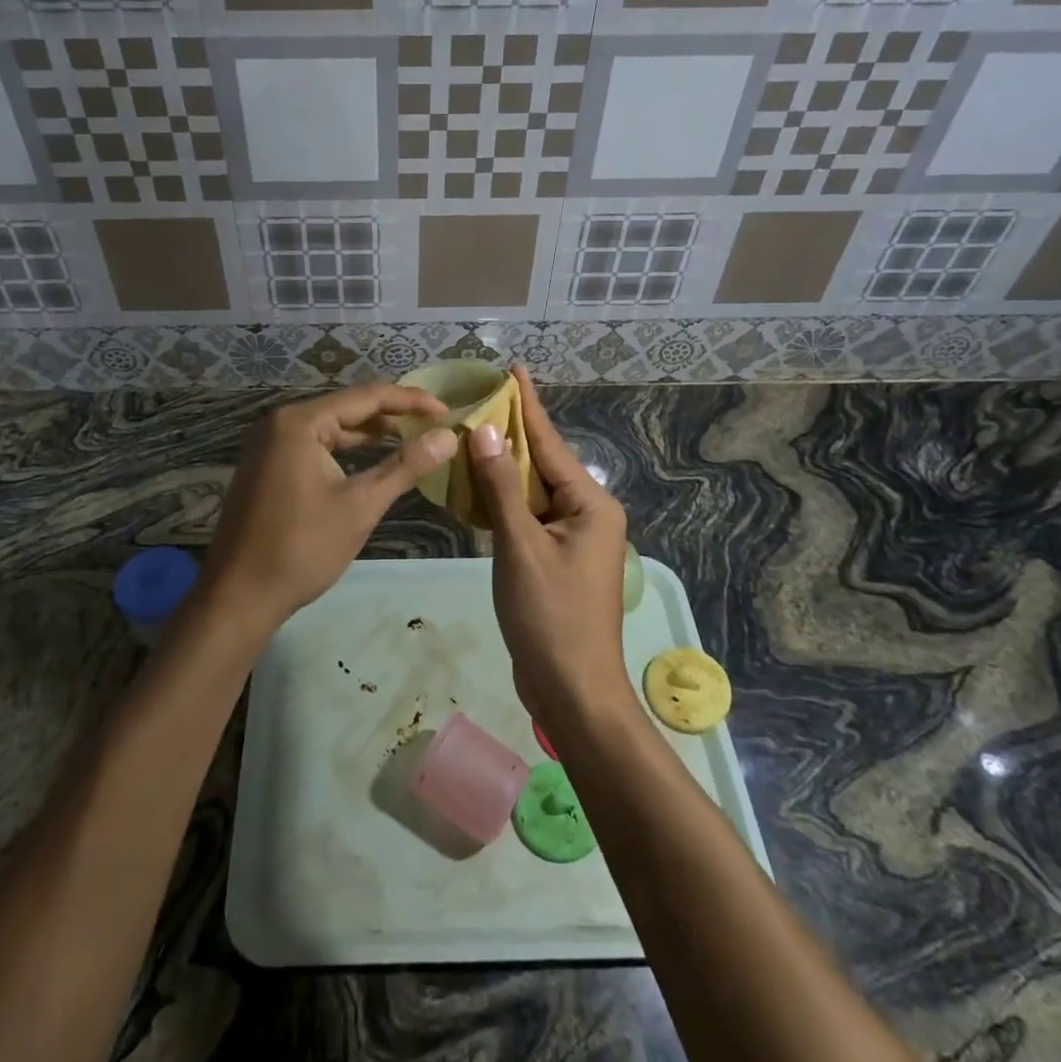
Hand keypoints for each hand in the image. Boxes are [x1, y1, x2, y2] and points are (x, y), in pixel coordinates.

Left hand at [200, 383, 454, 634]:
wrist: (239, 596)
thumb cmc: (302, 548)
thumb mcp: (361, 506)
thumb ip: (406, 466)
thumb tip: (449, 437)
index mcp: (300, 422)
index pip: (366, 397)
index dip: (410, 401)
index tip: (447, 410)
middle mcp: (280, 422)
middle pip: (347, 407)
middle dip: (391, 414)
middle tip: (433, 422)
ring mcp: (269, 443)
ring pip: (331, 427)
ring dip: (369, 432)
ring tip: (411, 435)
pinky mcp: (267, 465)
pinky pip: (314, 444)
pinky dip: (345, 449)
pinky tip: (371, 457)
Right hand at [468, 367, 632, 723]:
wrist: (572, 692)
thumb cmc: (551, 617)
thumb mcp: (521, 548)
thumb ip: (501, 488)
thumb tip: (485, 432)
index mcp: (590, 505)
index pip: (549, 444)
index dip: (528, 406)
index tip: (513, 369)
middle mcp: (587, 514)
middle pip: (541, 464)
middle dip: (509, 435)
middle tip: (478, 400)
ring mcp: (572, 539)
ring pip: (531, 492)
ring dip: (501, 469)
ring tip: (470, 435)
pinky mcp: (555, 560)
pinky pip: (527, 517)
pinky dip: (502, 502)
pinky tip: (476, 487)